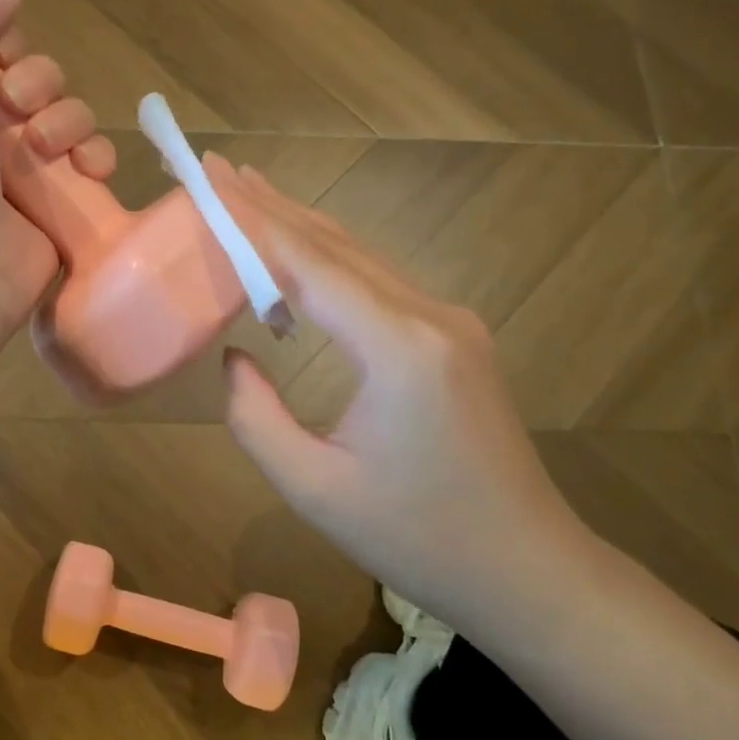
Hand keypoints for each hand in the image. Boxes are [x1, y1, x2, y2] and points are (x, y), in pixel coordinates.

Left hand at [0, 0, 116, 344]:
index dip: (7, 42)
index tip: (2, 54)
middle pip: (41, 81)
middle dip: (41, 84)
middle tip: (20, 111)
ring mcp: (24, 176)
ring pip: (73, 120)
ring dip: (72, 122)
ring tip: (48, 151)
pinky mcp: (59, 211)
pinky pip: (94, 169)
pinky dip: (99, 161)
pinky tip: (90, 172)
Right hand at [211, 160, 596, 631]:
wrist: (527, 571)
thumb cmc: (417, 538)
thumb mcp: (313, 488)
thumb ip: (255, 417)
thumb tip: (237, 356)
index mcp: (398, 348)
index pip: (309, 264)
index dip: (252, 219)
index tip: (210, 177)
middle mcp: (429, 316)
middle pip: (335, 246)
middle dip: (271, 205)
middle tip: (218, 168)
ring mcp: (449, 322)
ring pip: (359, 258)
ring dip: (300, 225)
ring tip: (248, 193)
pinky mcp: (453, 337)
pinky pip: (378, 283)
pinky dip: (328, 259)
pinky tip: (299, 254)